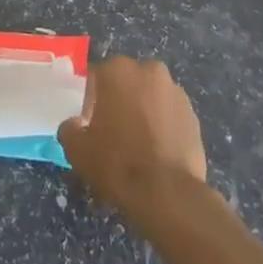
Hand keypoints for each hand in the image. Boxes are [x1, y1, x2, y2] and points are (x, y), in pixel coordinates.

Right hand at [58, 56, 207, 228]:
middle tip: (113, 133)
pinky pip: (169, 114)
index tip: (91, 125)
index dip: (90, 101)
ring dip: (143, 112)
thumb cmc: (117, 163)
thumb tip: (76, 124)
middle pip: (126, 83)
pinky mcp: (193, 114)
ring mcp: (175, 91)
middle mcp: (148, 70)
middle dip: (119, 102)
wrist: (167, 193)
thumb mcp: (77, 149)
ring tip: (138, 145)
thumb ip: (70, 128)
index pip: (96, 78)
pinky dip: (162, 126)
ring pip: (150, 97)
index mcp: (117, 70)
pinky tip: (158, 152)